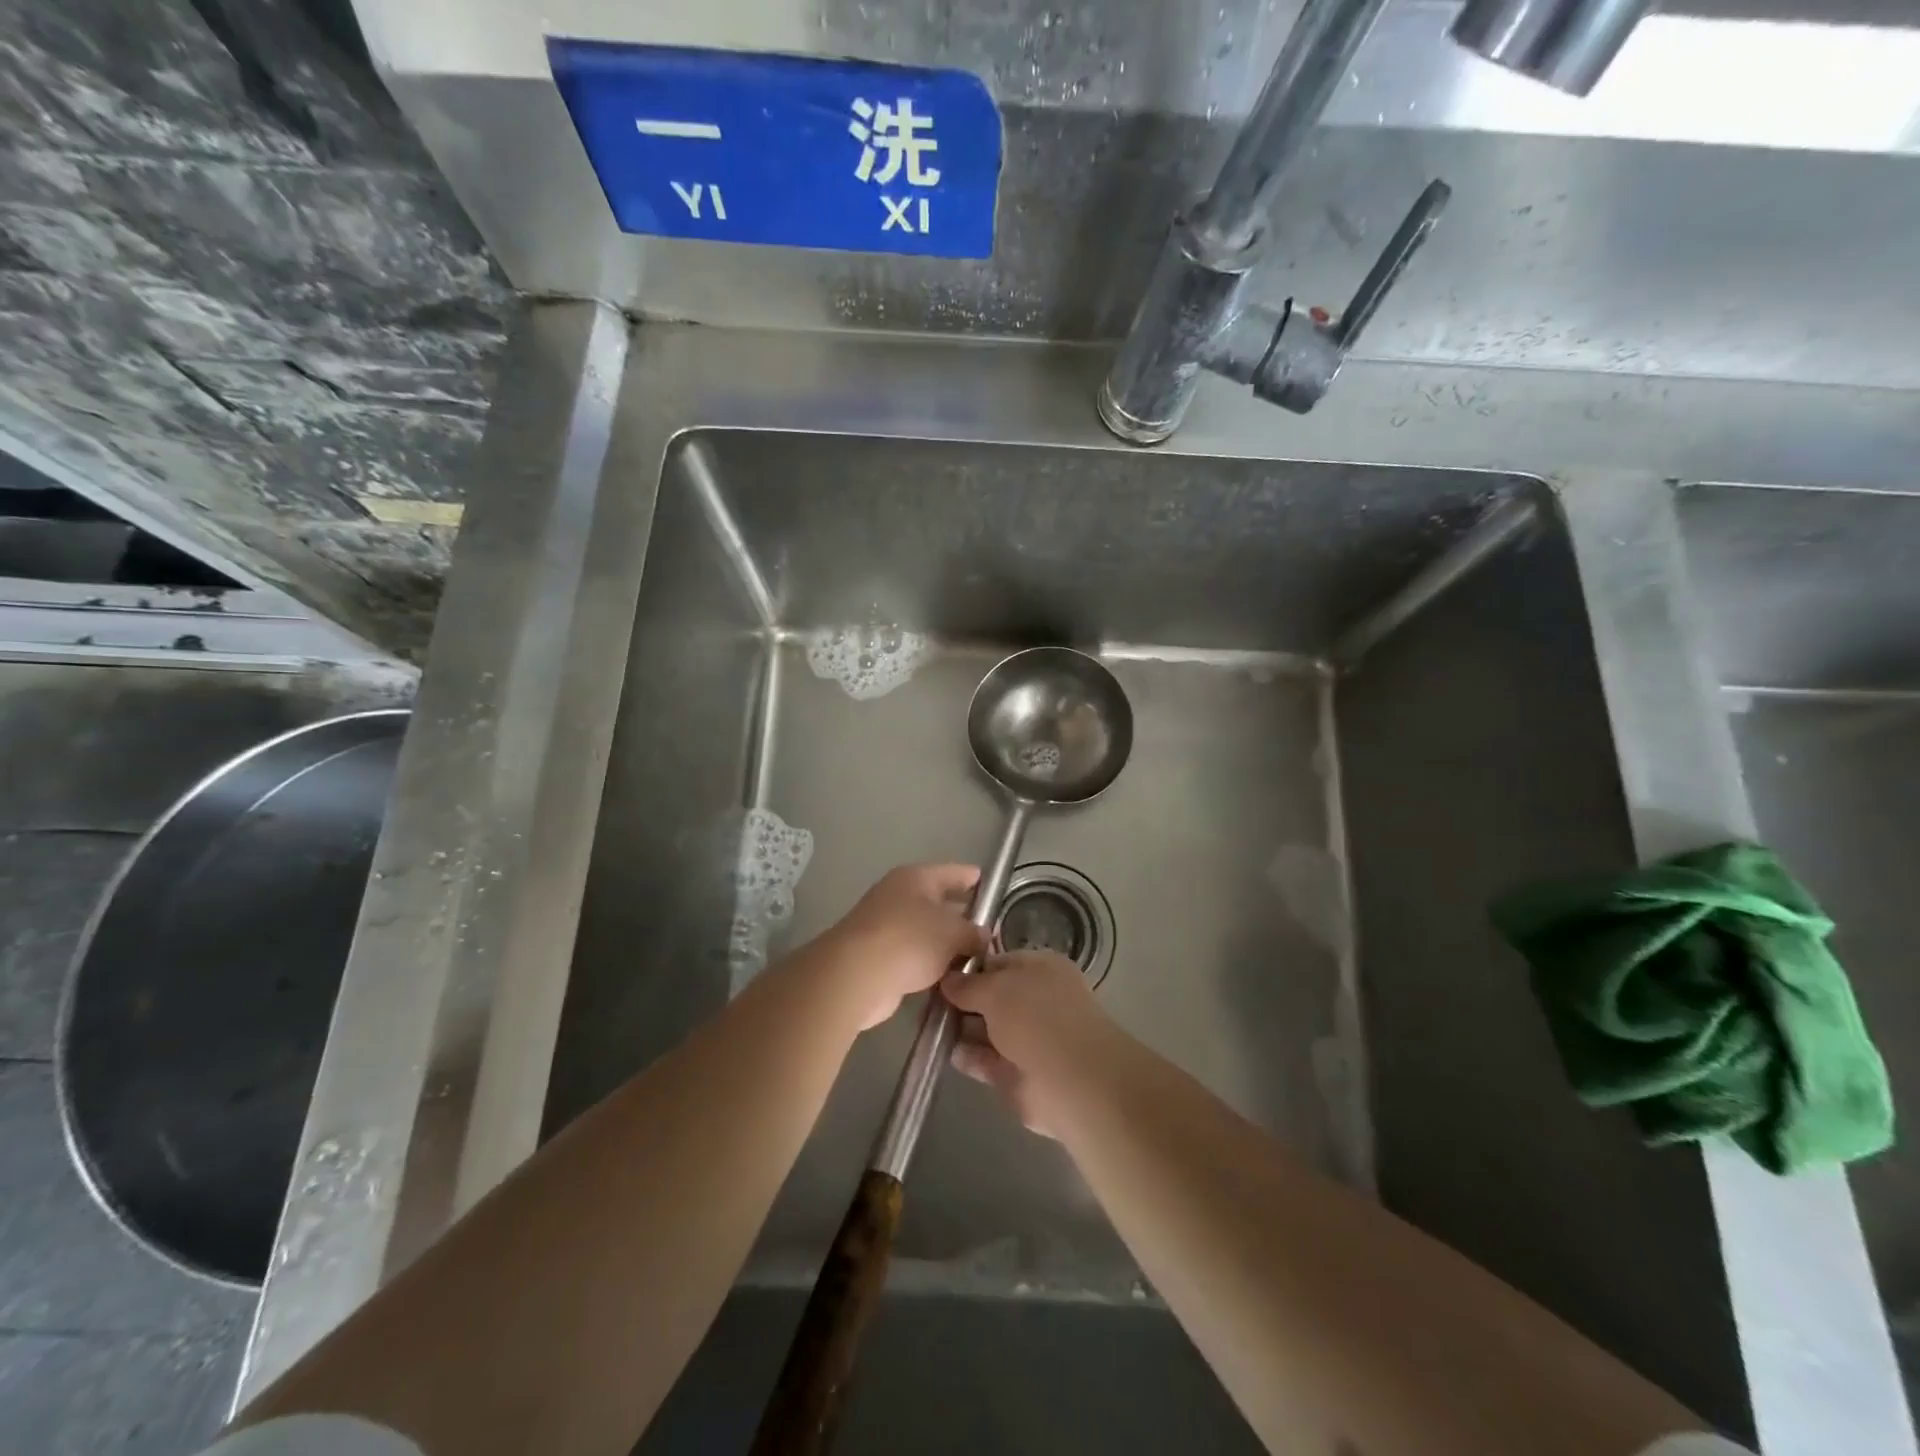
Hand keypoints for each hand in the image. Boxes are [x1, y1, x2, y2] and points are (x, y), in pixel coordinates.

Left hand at [805, 864, 987, 1030]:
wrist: (856, 975)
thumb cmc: (909, 940)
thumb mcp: (953, 934)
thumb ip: (974, 933)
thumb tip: (982, 936)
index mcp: (916, 878)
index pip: (953, 872)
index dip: (974, 879)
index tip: (993, 887)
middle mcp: (899, 895)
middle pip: (938, 902)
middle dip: (962, 915)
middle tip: (990, 929)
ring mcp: (885, 925)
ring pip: (926, 931)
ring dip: (946, 944)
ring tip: (976, 958)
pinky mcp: (878, 955)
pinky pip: (913, 955)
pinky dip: (929, 964)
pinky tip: (950, 978)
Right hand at [940, 950, 1114, 1137]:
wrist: (1072, 1082)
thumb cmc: (1036, 1018)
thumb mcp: (996, 990)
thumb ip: (968, 985)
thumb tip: (948, 980)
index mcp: (1040, 968)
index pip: (997, 962)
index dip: (968, 969)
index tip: (938, 974)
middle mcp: (1036, 1001)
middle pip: (991, 997)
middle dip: (961, 1000)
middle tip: (926, 1001)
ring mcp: (1028, 1039)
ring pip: (987, 1029)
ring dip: (961, 1029)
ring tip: (928, 1025)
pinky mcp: (1017, 1074)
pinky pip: (986, 1060)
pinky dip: (968, 1057)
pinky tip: (944, 1052)